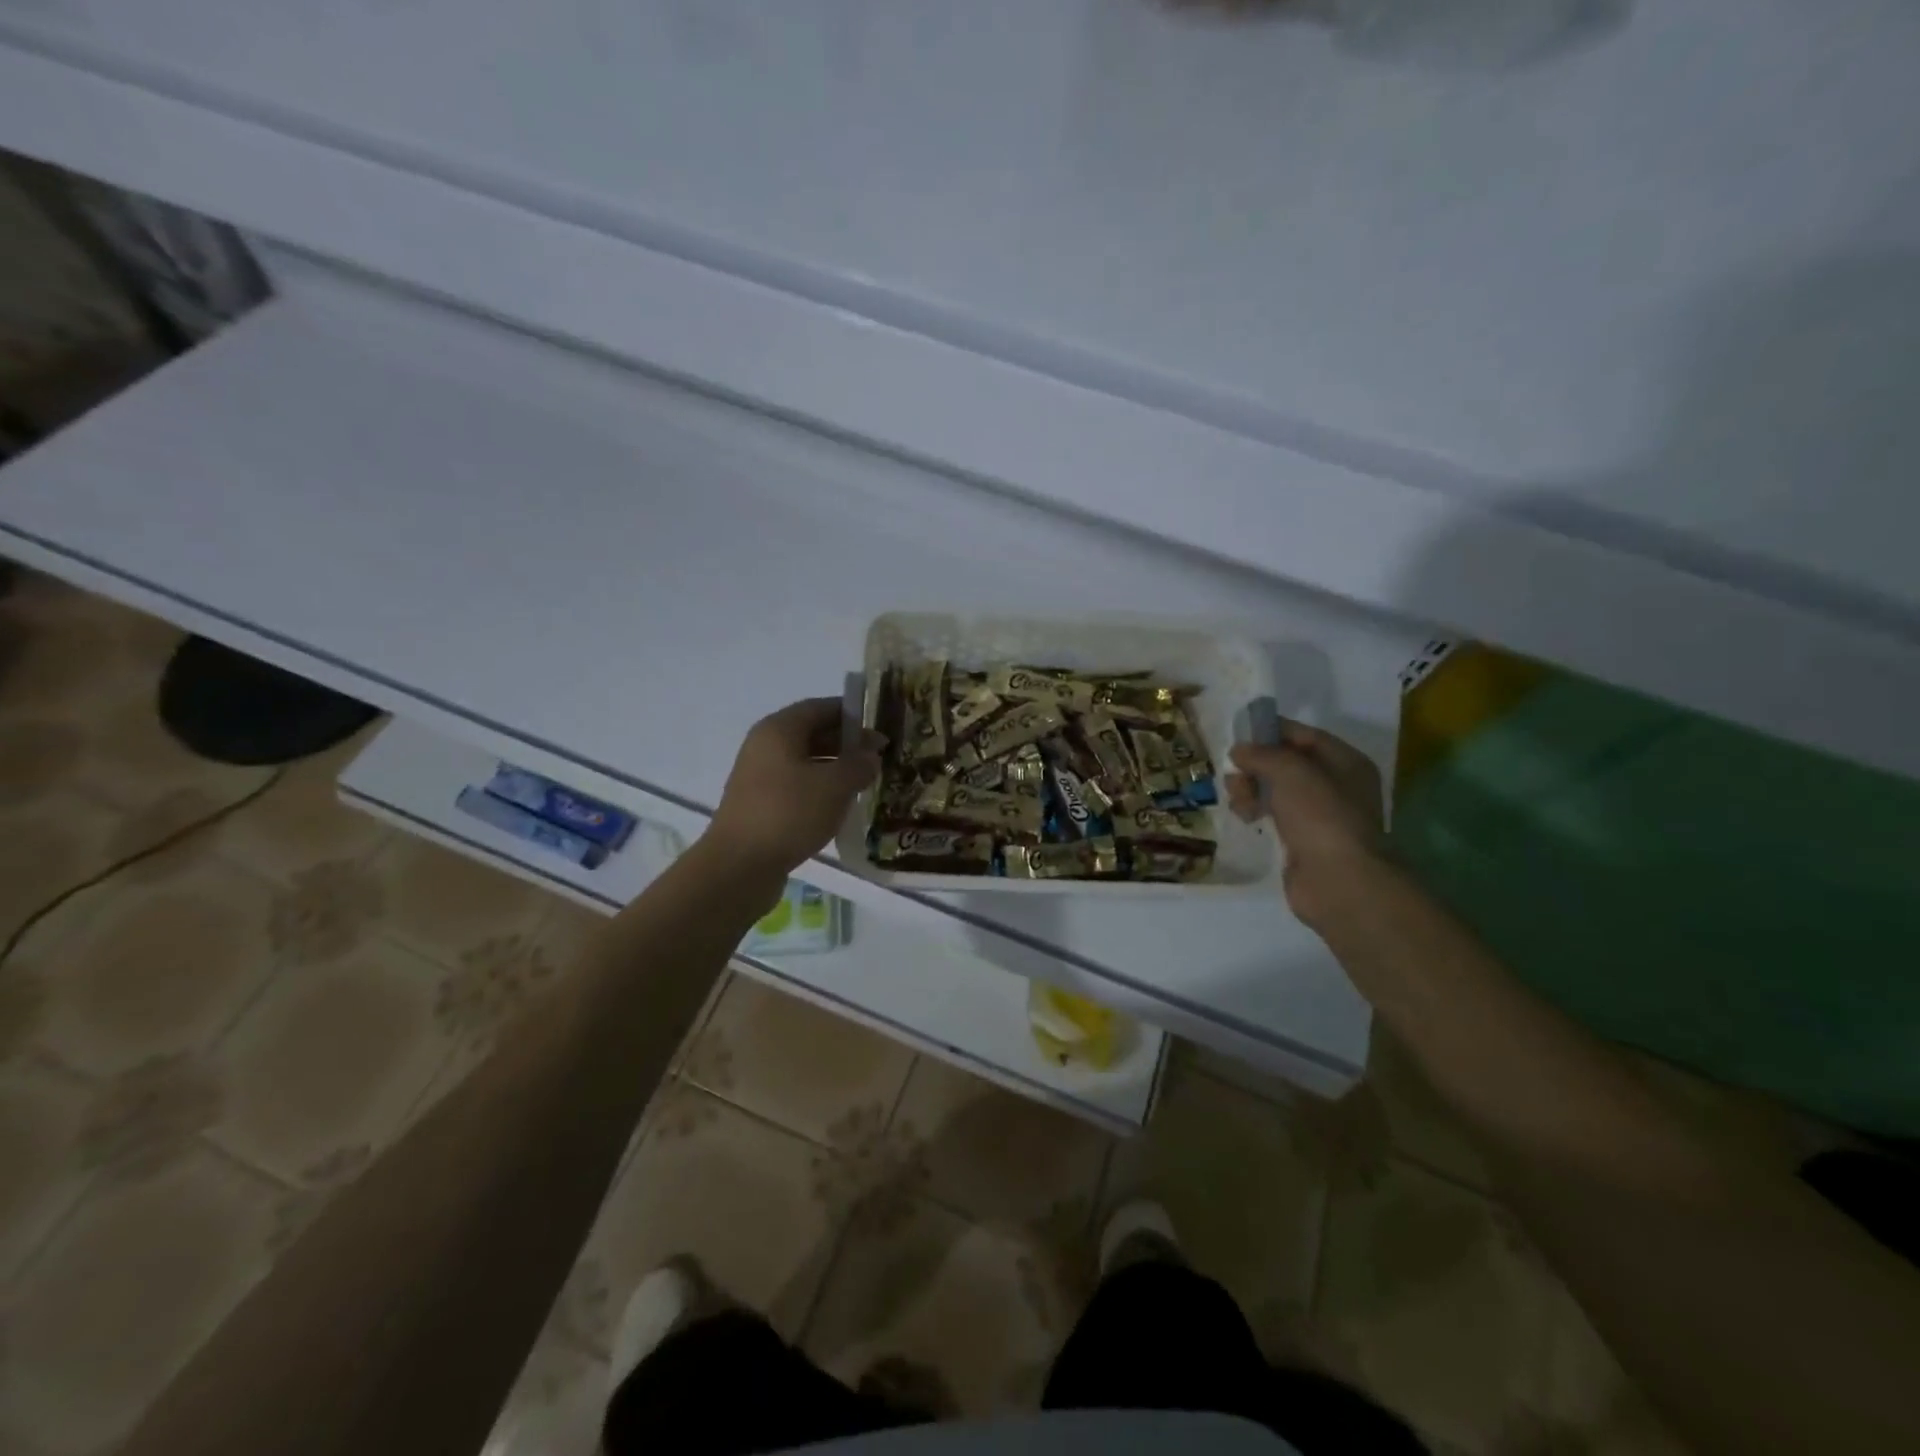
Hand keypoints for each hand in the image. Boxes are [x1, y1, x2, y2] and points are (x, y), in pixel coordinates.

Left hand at [706, 697, 885, 876]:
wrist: (739, 866)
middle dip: (847, 744)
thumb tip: (871, 757)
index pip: (821, 707)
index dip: (853, 715)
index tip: (881, 728)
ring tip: (865, 783)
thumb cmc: (789, 813)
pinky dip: (820, 790)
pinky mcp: (761, 805)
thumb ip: (858, 765)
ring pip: (805, 762)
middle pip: (812, 734)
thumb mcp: (835, 785)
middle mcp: (765, 746)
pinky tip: (840, 806)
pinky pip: (797, 786)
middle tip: (879, 758)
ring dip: (835, 769)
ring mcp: (760, 777)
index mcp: (779, 729)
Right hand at [1226, 721, 1385, 924]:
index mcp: (1345, 762)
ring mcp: (1319, 815)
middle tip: (1235, 774)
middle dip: (1255, 765)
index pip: (1303, 735)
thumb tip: (1239, 751)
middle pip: (1286, 763)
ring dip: (1250, 789)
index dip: (1271, 732)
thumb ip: (1262, 754)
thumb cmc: (1320, 816)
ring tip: (1238, 800)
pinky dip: (1256, 811)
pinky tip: (1244, 816)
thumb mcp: (1290, 771)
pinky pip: (1273, 815)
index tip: (1239, 735)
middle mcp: (1335, 785)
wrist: (1337, 881)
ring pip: (1275, 789)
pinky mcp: (1301, 840)